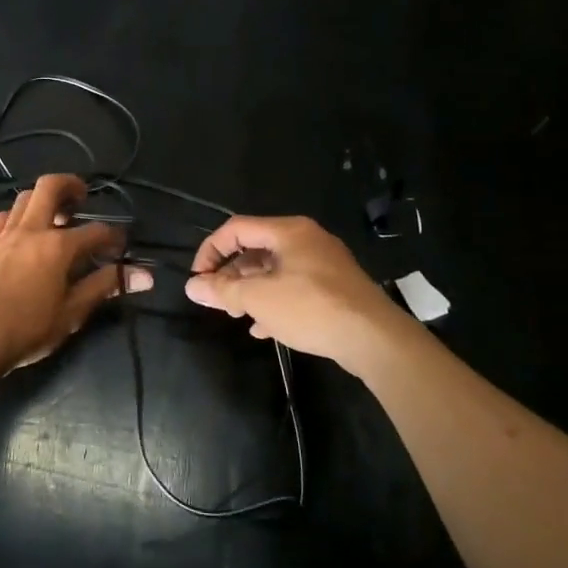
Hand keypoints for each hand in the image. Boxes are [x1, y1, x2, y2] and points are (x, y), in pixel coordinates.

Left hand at [0, 173, 152, 374]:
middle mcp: (32, 230)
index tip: (121, 246)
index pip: (96, 231)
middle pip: (51, 187)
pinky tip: (22, 231)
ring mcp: (5, 234)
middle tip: (82, 197)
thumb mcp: (73, 312)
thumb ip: (105, 287)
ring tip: (54, 215)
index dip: (113, 236)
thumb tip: (144, 276)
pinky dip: (17, 216)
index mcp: (58, 246)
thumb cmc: (28, 328)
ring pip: (24, 198)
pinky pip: (2, 217)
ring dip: (43, 199)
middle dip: (71, 185)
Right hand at [184, 215, 412, 373]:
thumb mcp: (259, 299)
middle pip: (256, 249)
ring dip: (250, 290)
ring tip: (236, 314)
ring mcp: (323, 264)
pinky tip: (263, 328)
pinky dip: (274, 301)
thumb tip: (192, 286)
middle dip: (231, 274)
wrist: (374, 338)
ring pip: (275, 270)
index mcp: (288, 231)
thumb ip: (223, 290)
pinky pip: (294, 287)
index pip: (236, 229)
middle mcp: (306, 240)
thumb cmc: (311, 308)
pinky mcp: (334, 288)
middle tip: (217, 300)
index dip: (211, 250)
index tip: (198, 278)